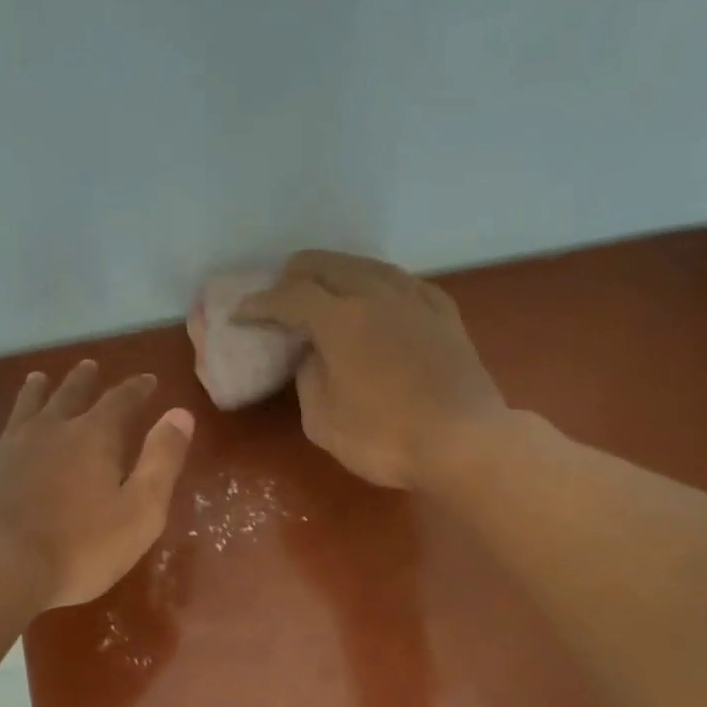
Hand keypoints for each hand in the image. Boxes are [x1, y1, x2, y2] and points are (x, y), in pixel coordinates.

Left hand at [0, 361, 194, 610]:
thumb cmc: (80, 548)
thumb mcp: (140, 511)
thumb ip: (162, 461)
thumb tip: (180, 414)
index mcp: (93, 437)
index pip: (121, 400)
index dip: (136, 389)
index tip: (147, 380)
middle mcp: (49, 430)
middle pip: (69, 395)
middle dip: (84, 380)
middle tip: (89, 366)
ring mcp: (7, 448)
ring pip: (24, 408)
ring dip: (36, 391)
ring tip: (40, 379)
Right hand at [238, 251, 508, 489]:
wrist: (464, 442)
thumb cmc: (385, 438)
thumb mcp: (324, 422)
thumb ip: (309, 380)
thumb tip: (314, 357)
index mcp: (341, 319)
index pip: (290, 296)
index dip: (260, 304)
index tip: (241, 315)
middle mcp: (376, 294)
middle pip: (327, 265)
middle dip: (294, 276)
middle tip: (279, 297)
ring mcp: (415, 299)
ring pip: (367, 266)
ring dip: (336, 274)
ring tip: (323, 293)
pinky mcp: (444, 313)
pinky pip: (402, 282)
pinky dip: (377, 285)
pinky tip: (377, 299)